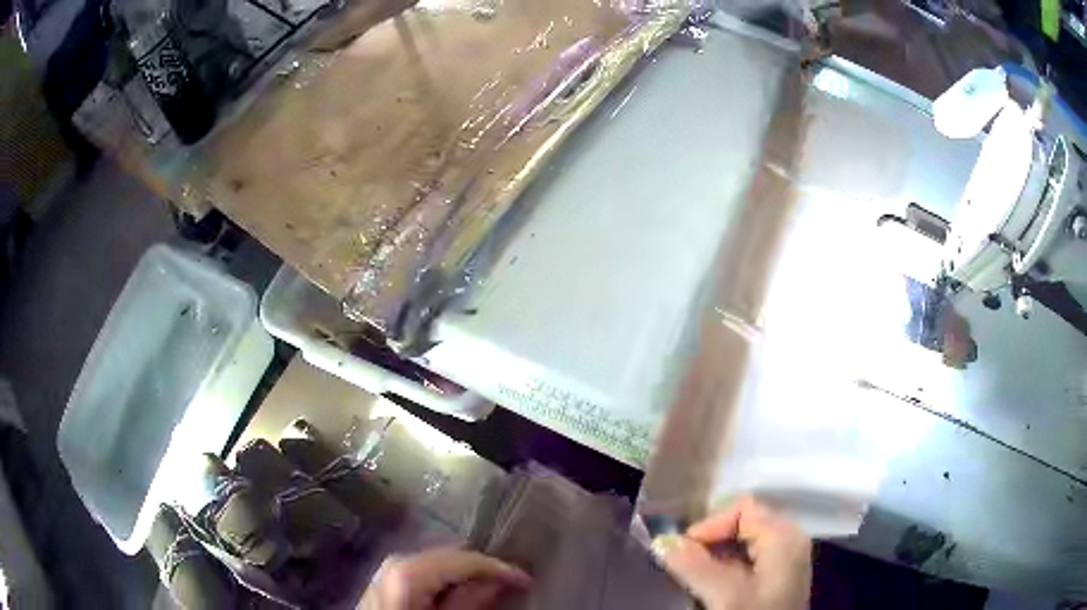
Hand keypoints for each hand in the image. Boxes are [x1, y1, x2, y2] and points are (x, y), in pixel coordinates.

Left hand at [359, 548, 531, 609]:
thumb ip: (467, 603)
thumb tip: (494, 581)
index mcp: (407, 571)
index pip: (462, 559)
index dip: (497, 567)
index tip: (525, 578)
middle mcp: (393, 564)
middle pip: (445, 556)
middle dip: (477, 568)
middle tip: (509, 581)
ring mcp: (384, 573)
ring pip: (433, 564)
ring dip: (461, 574)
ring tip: (488, 587)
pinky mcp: (381, 586)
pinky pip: (419, 574)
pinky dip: (442, 581)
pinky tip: (454, 593)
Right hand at [653, 497, 810, 609]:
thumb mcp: (725, 595)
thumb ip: (694, 566)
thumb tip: (663, 541)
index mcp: (784, 535)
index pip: (742, 508)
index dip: (709, 525)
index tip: (682, 551)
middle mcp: (791, 537)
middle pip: (745, 520)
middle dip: (711, 539)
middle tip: (684, 562)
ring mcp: (787, 556)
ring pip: (745, 539)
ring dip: (716, 553)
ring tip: (695, 574)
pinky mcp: (780, 573)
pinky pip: (751, 555)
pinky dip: (728, 564)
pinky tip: (714, 583)